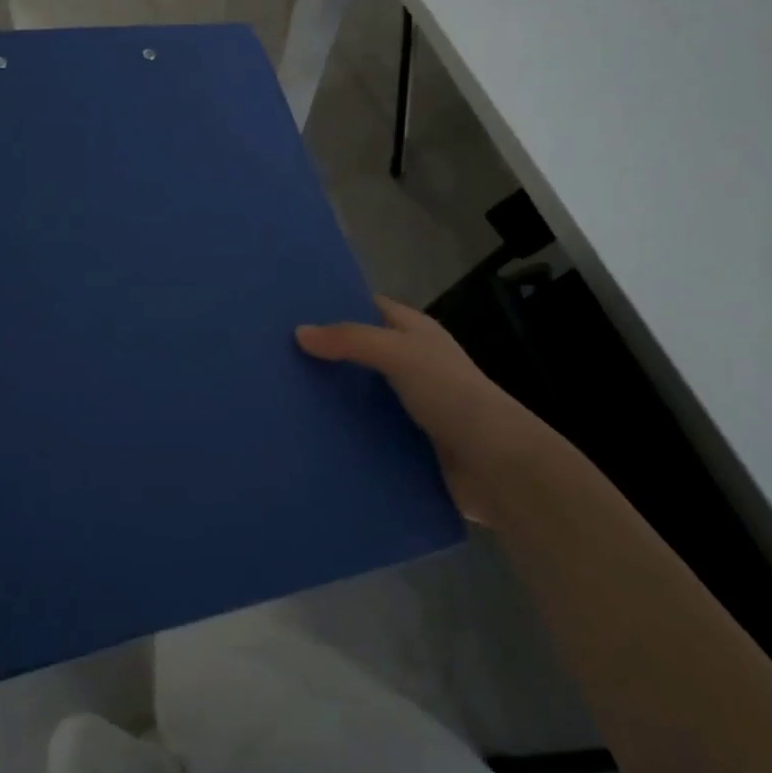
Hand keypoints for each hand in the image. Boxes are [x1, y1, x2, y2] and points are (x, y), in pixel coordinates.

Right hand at [296, 297, 556, 523]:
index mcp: (416, 333)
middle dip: (324, 354)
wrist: (497, 466)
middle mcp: (412, 364)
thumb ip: (351, 340)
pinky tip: (308, 434)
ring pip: (360, 394)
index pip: (369, 308)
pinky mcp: (406, 443)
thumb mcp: (400, 355)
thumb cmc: (451, 395)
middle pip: (360, 352)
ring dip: (330, 397)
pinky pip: (366, 431)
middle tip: (274, 357)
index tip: (290, 311)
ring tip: (281, 397)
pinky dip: (343, 432)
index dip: (334, 306)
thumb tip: (299, 332)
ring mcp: (409, 405)